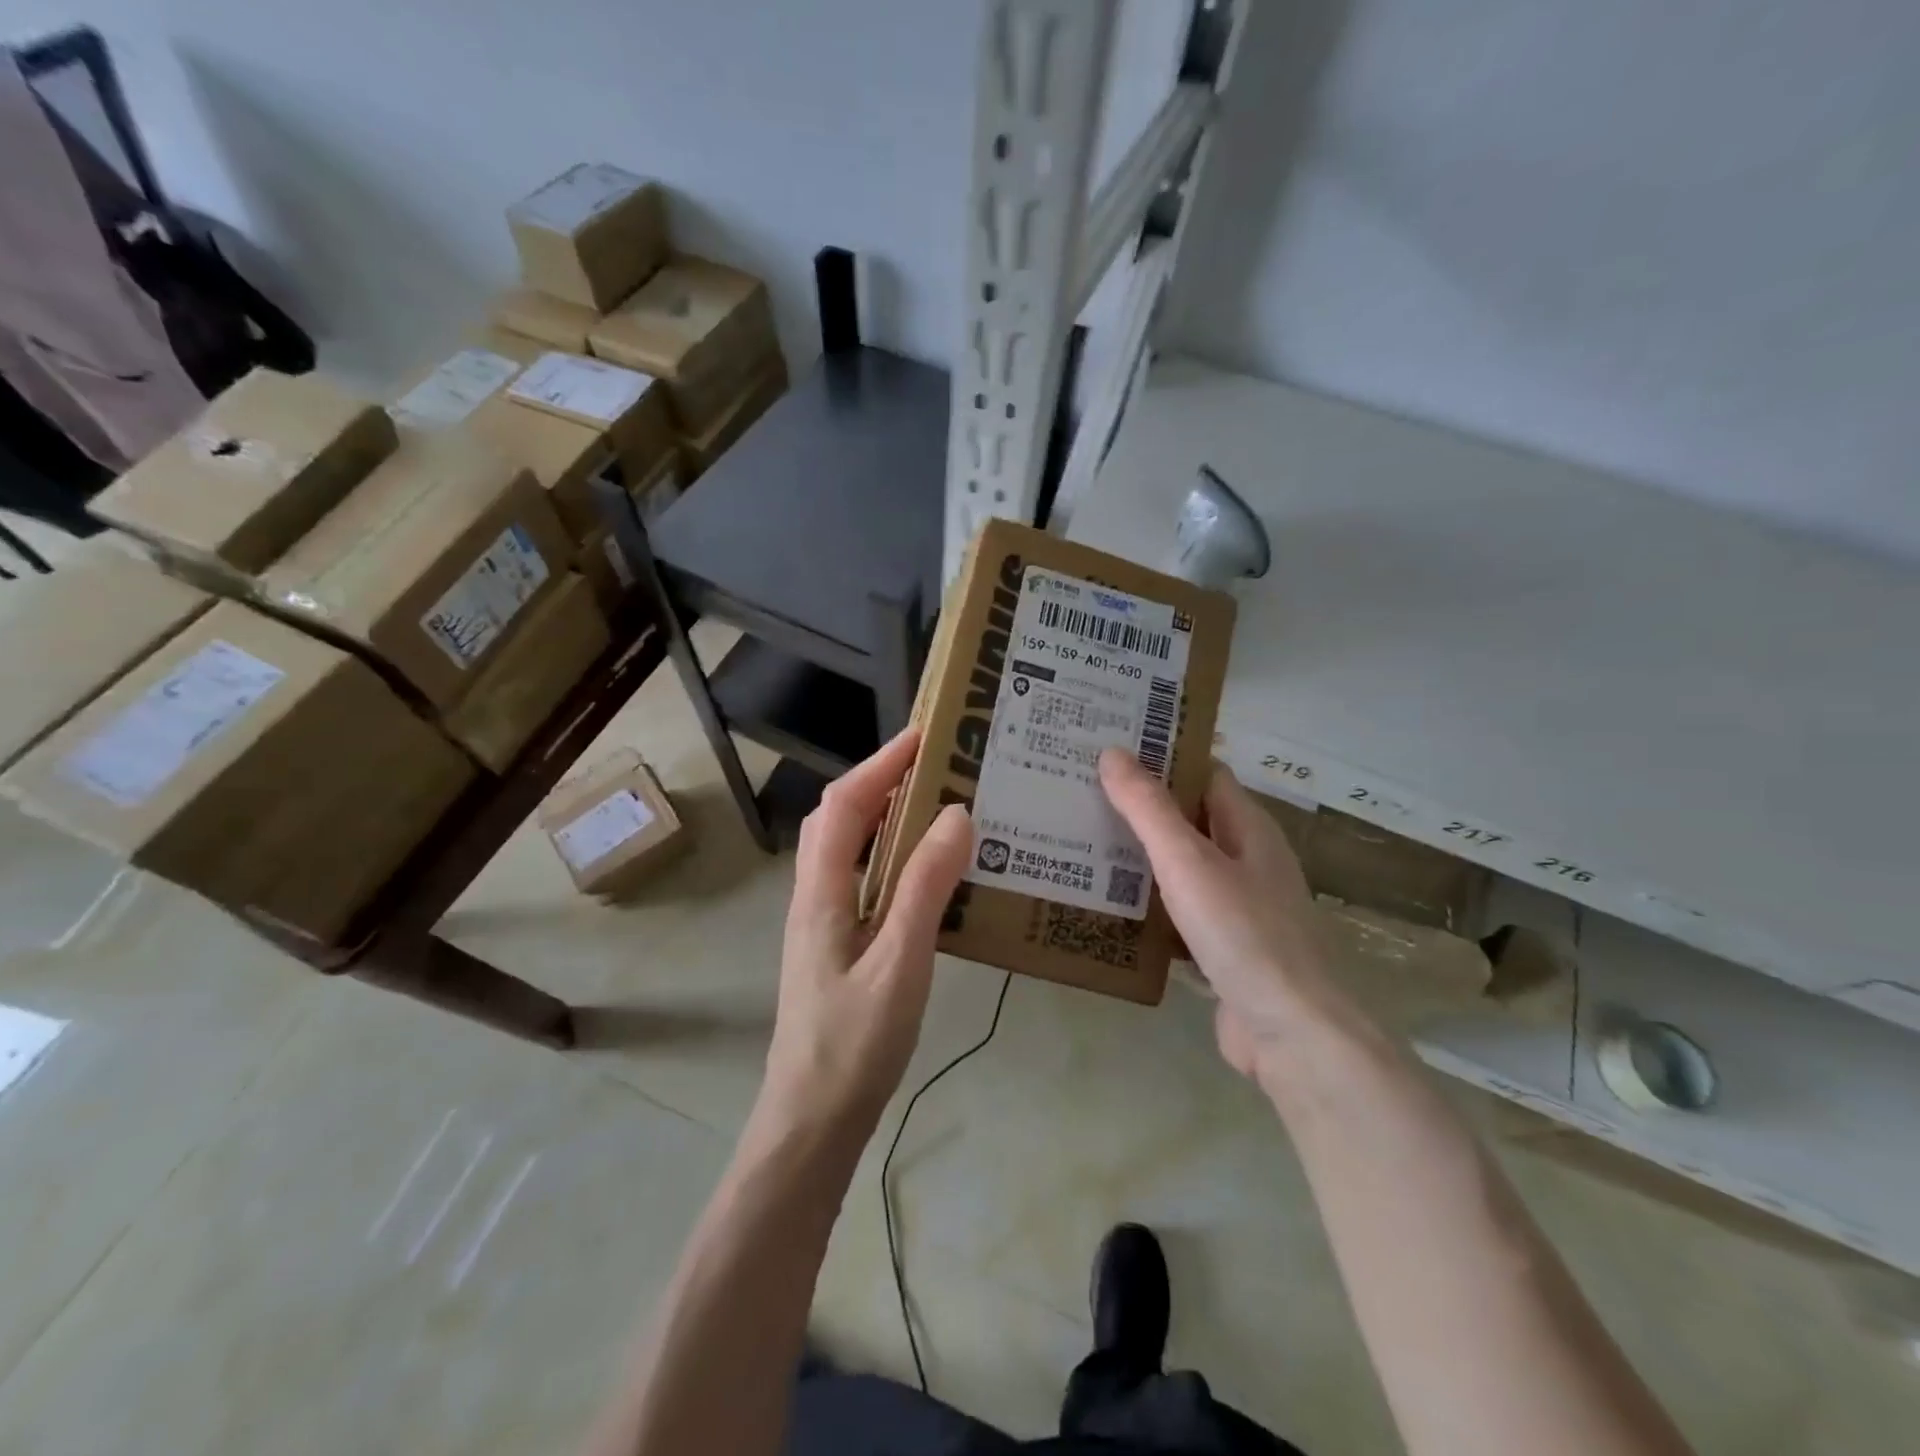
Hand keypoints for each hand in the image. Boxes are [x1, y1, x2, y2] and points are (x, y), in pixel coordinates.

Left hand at [757, 728, 972, 1145]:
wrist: (812, 1120)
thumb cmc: (854, 1042)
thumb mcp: (900, 960)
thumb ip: (925, 886)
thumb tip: (955, 814)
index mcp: (821, 890)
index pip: (845, 804)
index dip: (881, 764)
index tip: (925, 736)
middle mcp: (815, 895)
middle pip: (841, 819)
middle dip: (882, 781)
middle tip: (937, 765)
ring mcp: (823, 922)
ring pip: (851, 849)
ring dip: (886, 816)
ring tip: (937, 805)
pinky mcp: (838, 946)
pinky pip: (864, 880)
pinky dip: (892, 857)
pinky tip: (928, 873)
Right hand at [1099, 749, 1334, 1090]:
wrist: (1290, 1032)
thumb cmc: (1242, 933)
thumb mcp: (1188, 861)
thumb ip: (1148, 808)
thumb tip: (1113, 752)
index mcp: (1249, 828)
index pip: (1204, 774)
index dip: (1164, 757)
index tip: (1111, 749)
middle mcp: (1248, 860)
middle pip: (1190, 819)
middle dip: (1142, 807)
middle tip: (1082, 794)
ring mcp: (1238, 907)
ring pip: (1182, 867)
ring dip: (1141, 856)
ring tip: (1082, 842)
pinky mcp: (1223, 948)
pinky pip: (1179, 912)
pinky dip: (1149, 903)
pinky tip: (1109, 905)